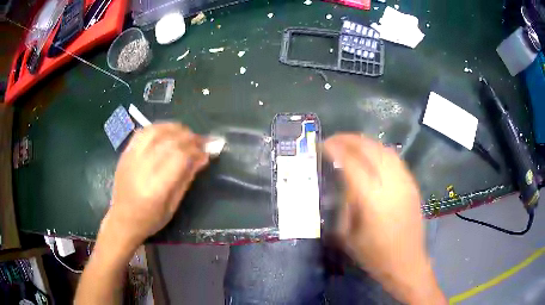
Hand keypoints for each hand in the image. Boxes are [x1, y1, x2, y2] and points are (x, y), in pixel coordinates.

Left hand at [102, 123, 208, 249]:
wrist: (122, 219)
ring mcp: (131, 158)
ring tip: (186, 133)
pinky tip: (166, 130)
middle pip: (169, 141)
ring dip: (174, 128)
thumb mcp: (173, 205)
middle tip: (201, 141)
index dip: (196, 150)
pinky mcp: (126, 153)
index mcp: (156, 187)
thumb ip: (186, 178)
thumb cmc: (150, 219)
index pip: (180, 157)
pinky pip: (142, 132)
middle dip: (189, 138)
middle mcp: (142, 168)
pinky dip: (157, 127)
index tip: (207, 152)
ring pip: (155, 131)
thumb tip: (203, 157)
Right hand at [324, 134, 444, 303]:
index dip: (336, 150)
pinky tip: (371, 155)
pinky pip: (395, 159)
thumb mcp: (349, 235)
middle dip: (350, 140)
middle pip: (370, 150)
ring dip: (365, 142)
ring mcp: (405, 182)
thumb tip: (341, 182)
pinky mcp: (412, 185)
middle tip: (334, 139)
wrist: (407, 263)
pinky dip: (380, 151)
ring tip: (351, 143)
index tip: (323, 145)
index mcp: (372, 200)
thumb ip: (344, 205)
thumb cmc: (375, 255)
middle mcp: (391, 185)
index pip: (352, 164)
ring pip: (385, 150)